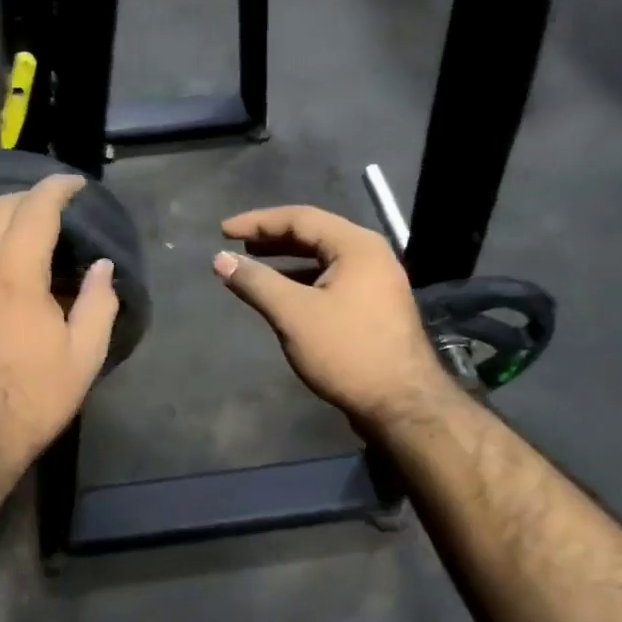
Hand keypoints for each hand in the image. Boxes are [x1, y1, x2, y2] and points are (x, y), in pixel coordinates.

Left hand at [0, 174, 119, 472]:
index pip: (35, 207)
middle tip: (53, 209)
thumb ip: (98, 302)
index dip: (57, 188)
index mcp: (14, 271)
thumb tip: (101, 266)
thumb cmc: (33, 398)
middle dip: (28, 200)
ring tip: (21, 230)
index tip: (75, 184)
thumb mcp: (84, 355)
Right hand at [213, 205, 445, 427]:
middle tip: (236, 245)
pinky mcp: (374, 307)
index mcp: (356, 245)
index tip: (223, 232)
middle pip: (314, 235)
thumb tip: (220, 260)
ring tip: (253, 267)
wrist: (401, 403)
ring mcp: (376, 282)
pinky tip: (283, 296)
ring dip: (287, 262)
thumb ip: (256, 282)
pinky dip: (303, 282)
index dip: (257, 222)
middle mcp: (370, 255)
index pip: (300, 218)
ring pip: (323, 260)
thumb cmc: (346, 351)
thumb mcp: (293, 314)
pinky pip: (332, 281)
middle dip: (272, 239)